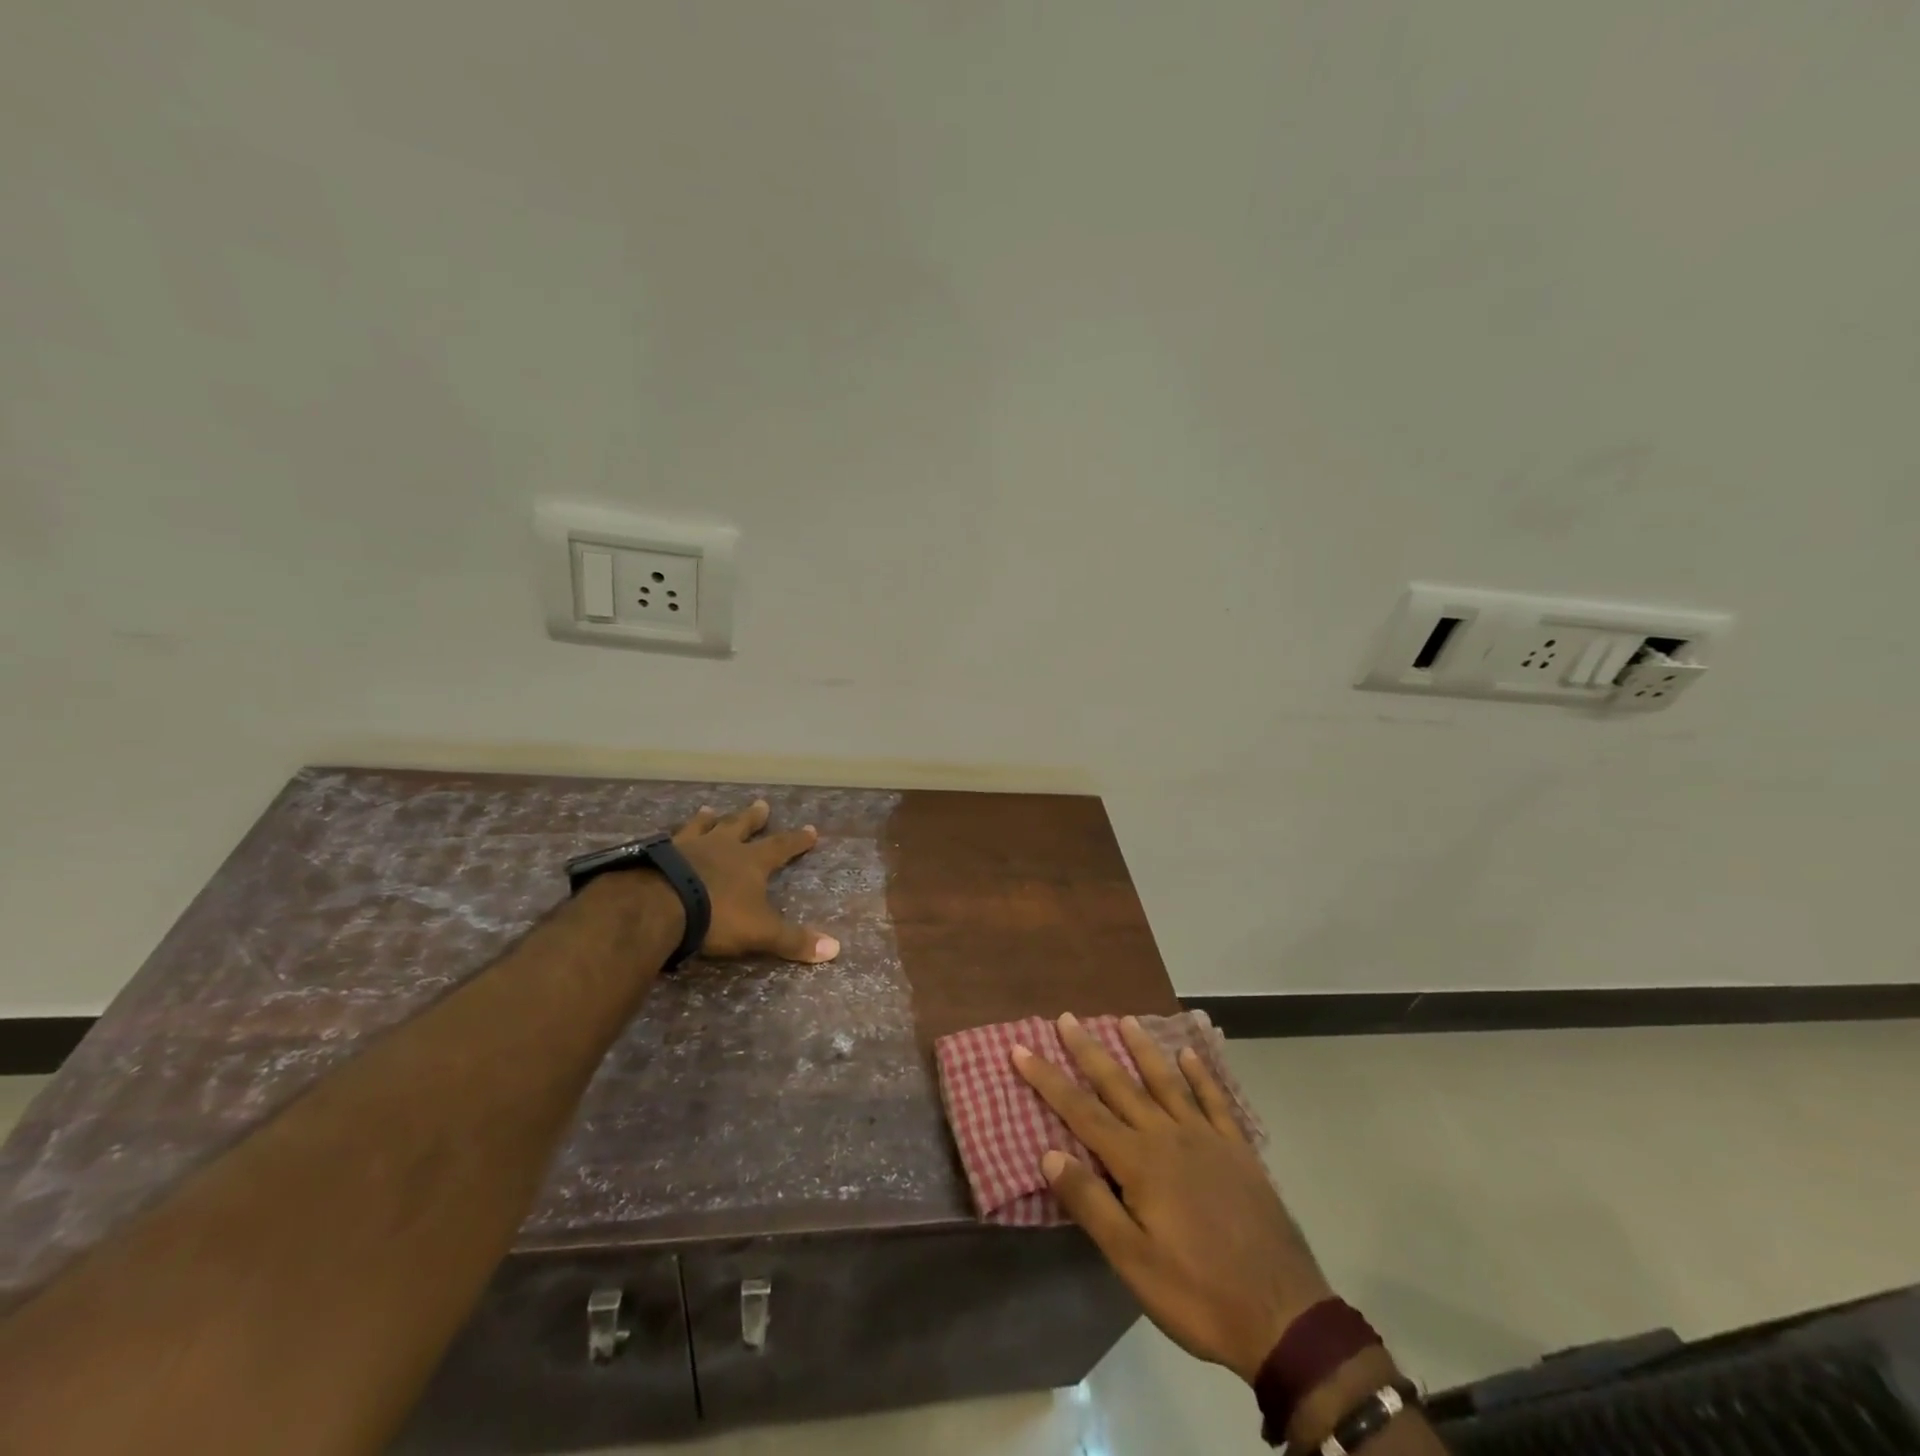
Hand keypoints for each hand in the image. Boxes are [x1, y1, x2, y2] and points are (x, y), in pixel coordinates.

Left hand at [670, 801, 840, 963]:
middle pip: (741, 826)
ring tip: (709, 809)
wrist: (658, 906)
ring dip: (708, 819)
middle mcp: (721, 847)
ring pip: (702, 827)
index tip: (811, 829)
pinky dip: (669, 838)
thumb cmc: (716, 916)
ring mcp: (687, 847)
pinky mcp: (656, 855)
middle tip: (762, 804)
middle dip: (753, 817)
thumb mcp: (761, 932)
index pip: (781, 846)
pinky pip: (666, 841)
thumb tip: (835, 949)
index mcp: (750, 862)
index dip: (797, 840)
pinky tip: (663, 837)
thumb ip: (793, 940)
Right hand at [1011, 1014, 1331, 1382]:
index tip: (1021, 1049)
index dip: (1048, 1080)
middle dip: (1088, 1051)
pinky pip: (1215, 1101)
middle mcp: (1169, 1137)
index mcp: (1139, 1162)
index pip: (1081, 1111)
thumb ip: (1091, 1202)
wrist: (1284, 1316)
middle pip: (1119, 1085)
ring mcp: (1207, 1139)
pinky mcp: (1238, 1152)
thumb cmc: (1197, 1293)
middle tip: (1066, 1018)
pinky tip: (1191, 1055)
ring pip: (1167, 1082)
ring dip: (1143, 1049)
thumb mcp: (1133, 1261)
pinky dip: (1201, 1075)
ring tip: (1125, 1020)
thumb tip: (1048, 1153)